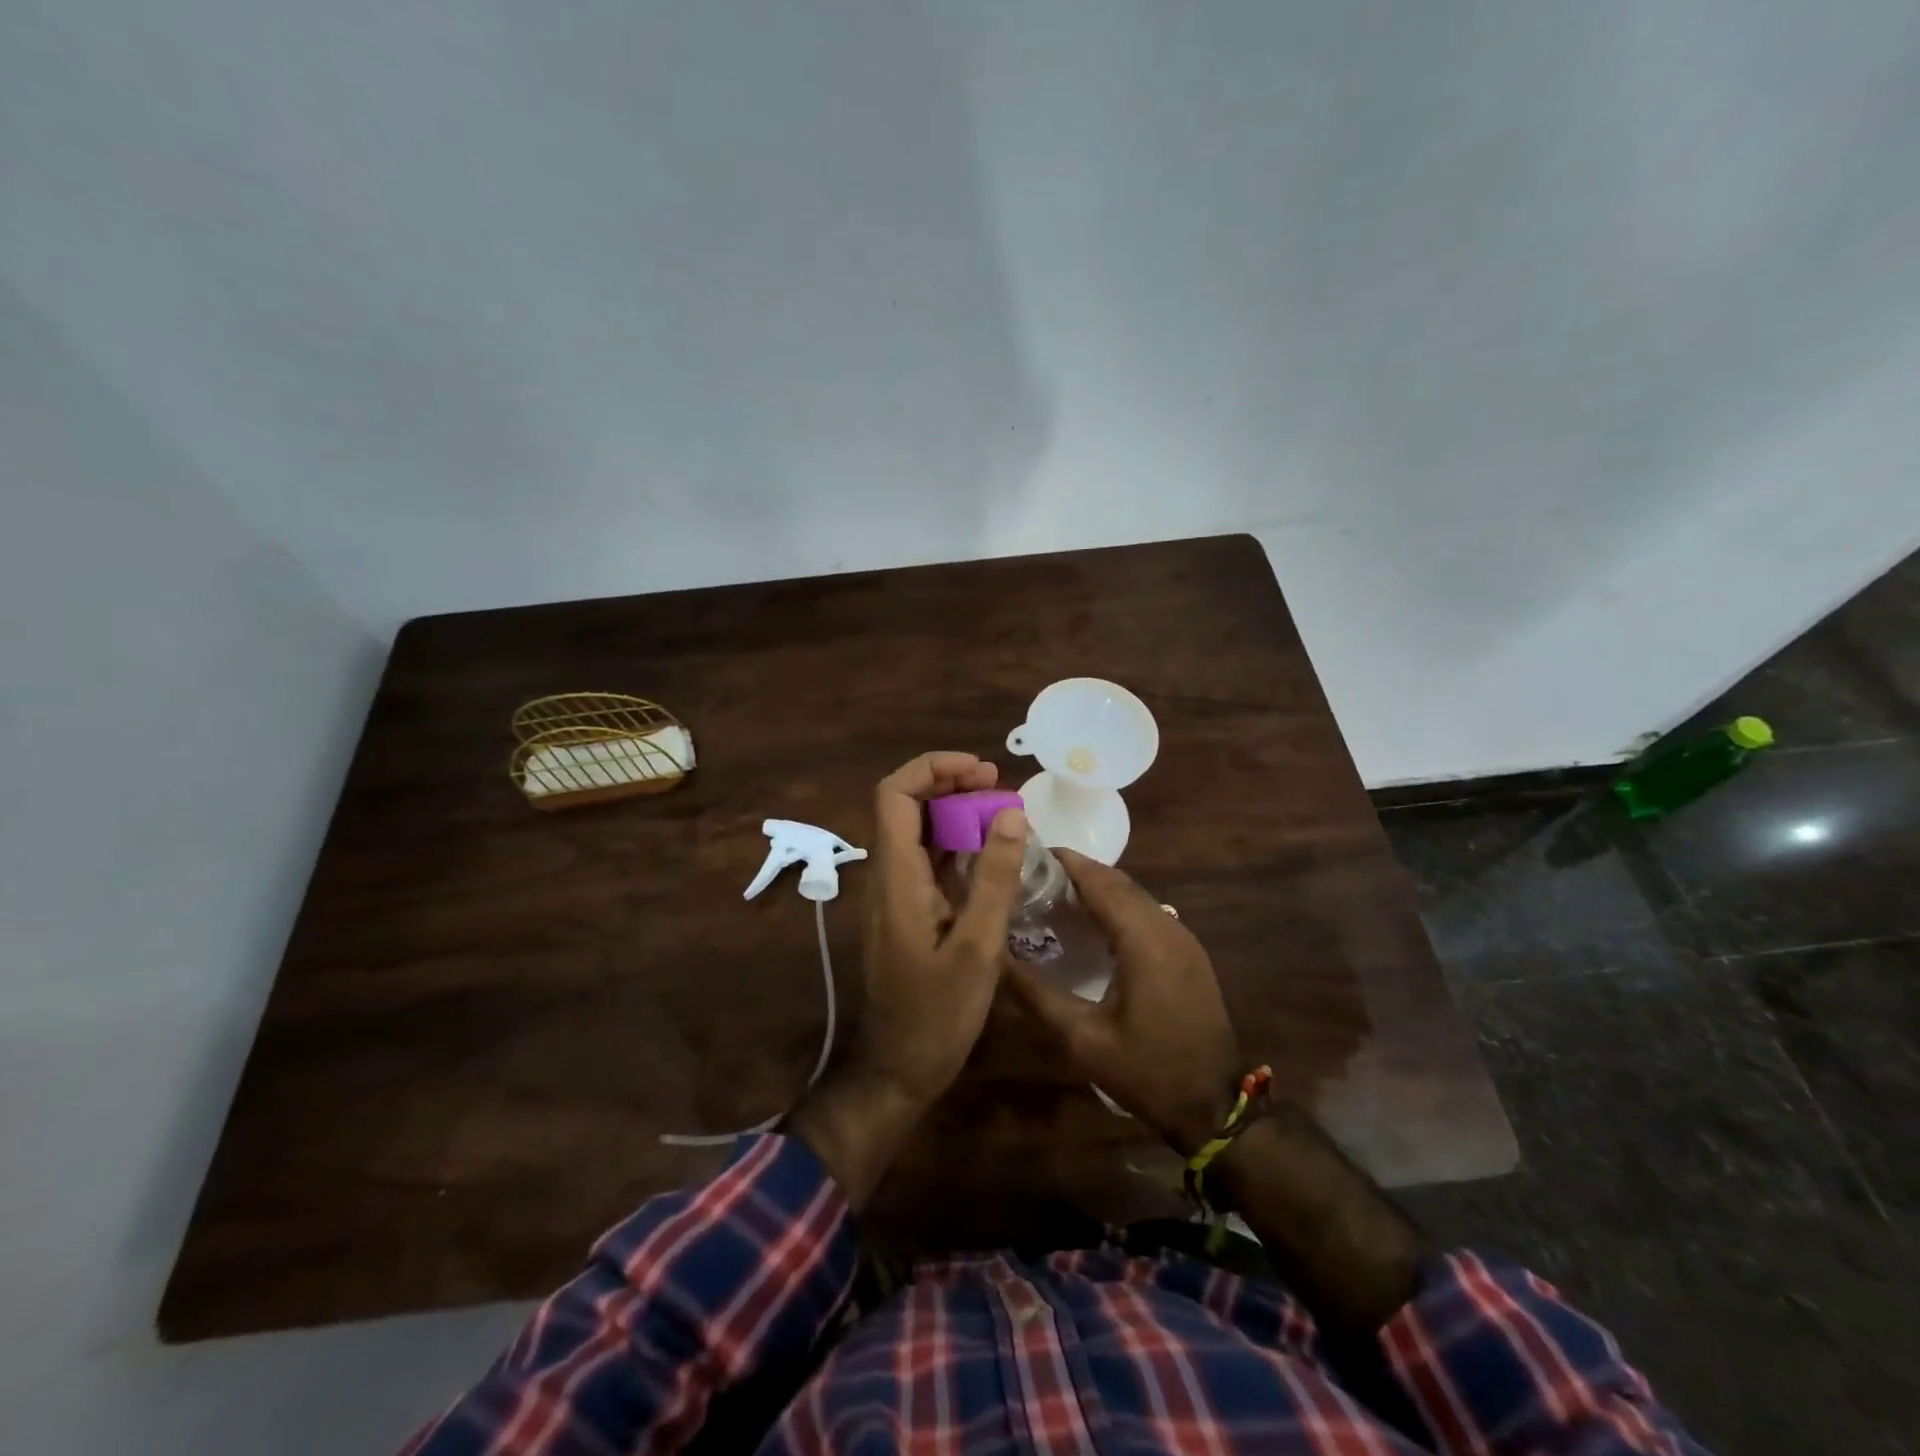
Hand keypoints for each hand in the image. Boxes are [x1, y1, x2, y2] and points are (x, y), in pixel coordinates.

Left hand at [787, 752, 1028, 1203]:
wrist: (897, 1068)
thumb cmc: (937, 1015)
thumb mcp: (977, 948)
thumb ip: (993, 878)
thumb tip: (1010, 813)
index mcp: (896, 877)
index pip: (895, 795)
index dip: (934, 770)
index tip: (982, 771)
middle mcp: (887, 875)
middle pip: (906, 805)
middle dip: (950, 785)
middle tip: (999, 788)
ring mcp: (894, 893)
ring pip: (917, 830)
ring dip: (954, 812)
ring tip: (1002, 811)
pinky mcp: (906, 910)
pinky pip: (926, 858)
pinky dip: (955, 842)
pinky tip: (989, 850)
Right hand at [1002, 850, 1243, 1153]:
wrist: (1214, 1107)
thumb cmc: (1146, 1072)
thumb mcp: (1082, 1039)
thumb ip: (1036, 994)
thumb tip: (995, 959)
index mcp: (1143, 939)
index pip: (1100, 881)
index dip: (1065, 862)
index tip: (1029, 854)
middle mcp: (1166, 927)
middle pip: (1118, 881)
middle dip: (1077, 871)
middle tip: (1033, 876)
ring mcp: (1183, 938)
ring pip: (1135, 894)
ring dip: (1098, 886)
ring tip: (1055, 894)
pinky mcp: (1188, 952)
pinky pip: (1147, 912)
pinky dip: (1117, 904)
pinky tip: (1092, 923)